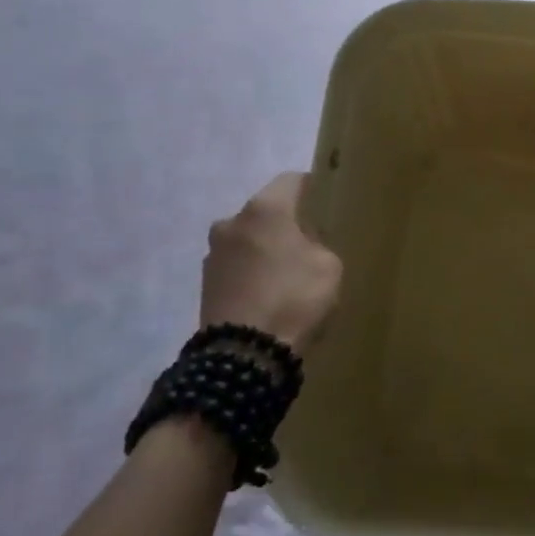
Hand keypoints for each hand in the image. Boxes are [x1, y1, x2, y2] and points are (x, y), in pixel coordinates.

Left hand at [200, 173, 341, 354]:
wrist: (245, 355)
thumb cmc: (294, 298)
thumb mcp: (329, 266)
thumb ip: (318, 244)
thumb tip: (303, 244)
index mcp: (265, 209)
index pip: (292, 180)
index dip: (312, 189)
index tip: (327, 205)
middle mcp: (232, 222)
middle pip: (266, 212)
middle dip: (286, 224)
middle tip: (309, 245)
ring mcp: (214, 254)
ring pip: (249, 240)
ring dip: (265, 250)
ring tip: (287, 276)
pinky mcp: (205, 284)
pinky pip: (237, 267)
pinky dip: (252, 274)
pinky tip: (269, 295)